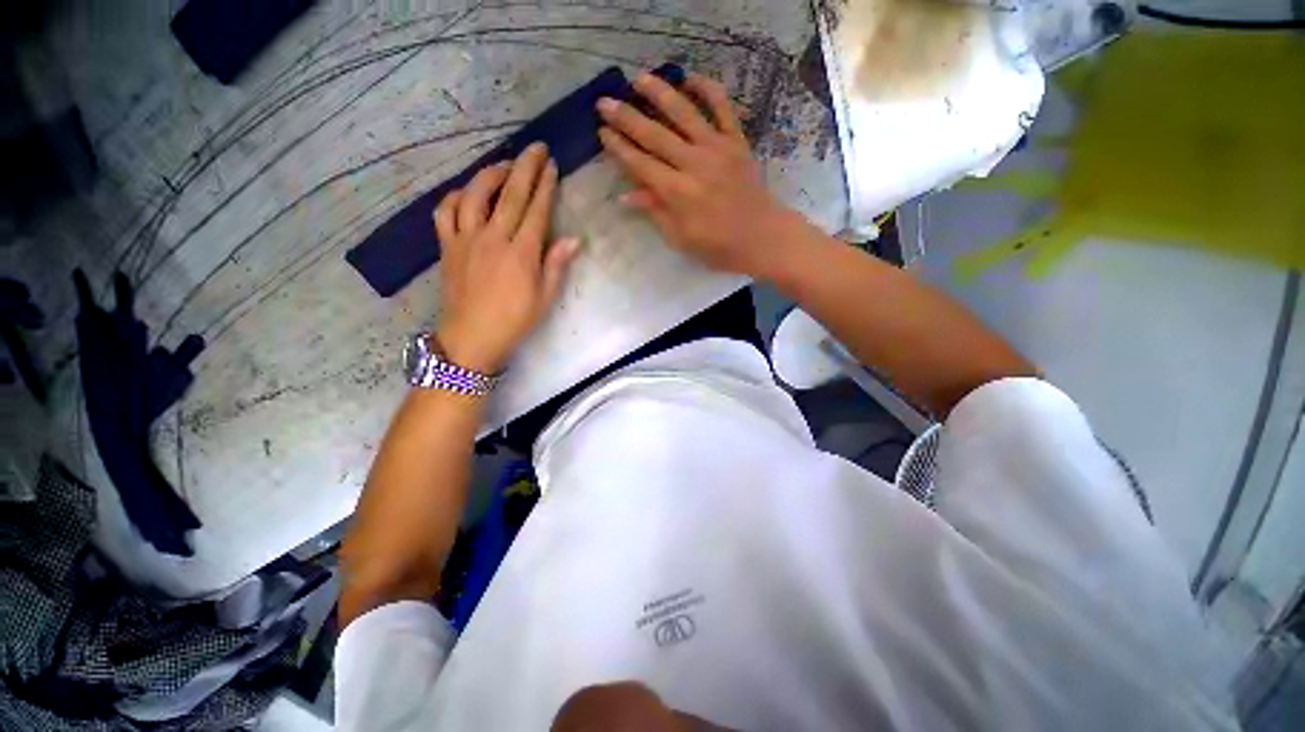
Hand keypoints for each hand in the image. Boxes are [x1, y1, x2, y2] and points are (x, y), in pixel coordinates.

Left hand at [433, 142, 580, 373]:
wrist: (472, 336)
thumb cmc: (514, 320)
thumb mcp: (544, 297)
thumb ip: (556, 265)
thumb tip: (573, 239)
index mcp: (521, 252)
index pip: (536, 210)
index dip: (545, 186)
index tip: (552, 166)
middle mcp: (493, 237)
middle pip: (511, 194)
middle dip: (525, 167)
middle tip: (535, 147)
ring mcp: (466, 238)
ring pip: (475, 194)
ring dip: (491, 174)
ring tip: (504, 165)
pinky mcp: (447, 245)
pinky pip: (445, 211)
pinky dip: (456, 196)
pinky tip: (467, 193)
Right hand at [596, 72, 801, 279]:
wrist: (762, 237)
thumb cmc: (718, 246)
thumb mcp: (681, 238)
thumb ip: (655, 212)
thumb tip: (626, 194)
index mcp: (678, 192)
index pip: (641, 164)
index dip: (619, 148)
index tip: (602, 131)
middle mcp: (694, 164)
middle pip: (655, 135)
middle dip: (627, 117)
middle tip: (605, 101)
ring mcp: (717, 148)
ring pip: (684, 113)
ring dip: (659, 93)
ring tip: (639, 78)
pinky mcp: (737, 141)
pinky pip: (723, 108)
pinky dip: (707, 89)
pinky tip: (690, 77)